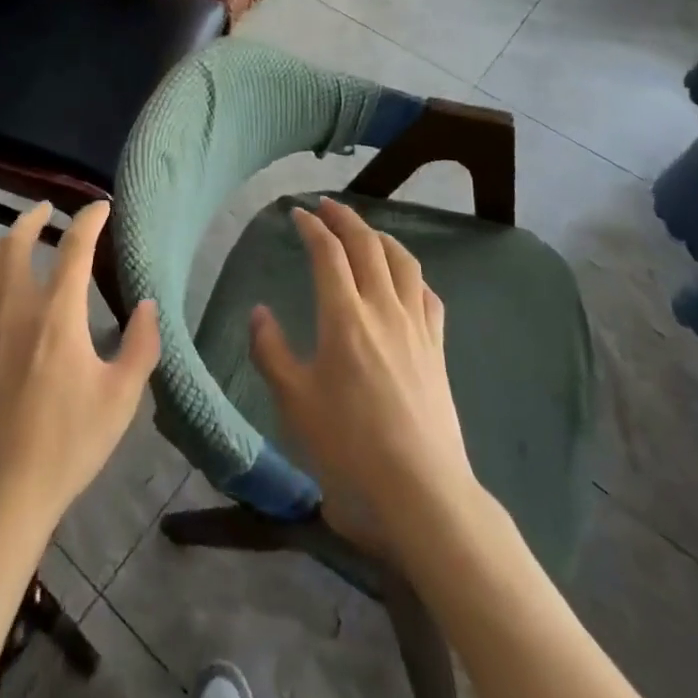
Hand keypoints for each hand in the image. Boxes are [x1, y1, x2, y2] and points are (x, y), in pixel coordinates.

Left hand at [0, 201, 159, 540]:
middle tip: (47, 210)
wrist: (1, 493)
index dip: (89, 219)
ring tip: (19, 243)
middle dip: (33, 217)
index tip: (100, 207)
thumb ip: (141, 345)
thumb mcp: (121, 399)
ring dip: (6, 244)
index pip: (75, 247)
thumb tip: (147, 303)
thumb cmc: (68, 444)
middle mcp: (15, 307)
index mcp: (57, 315)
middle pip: (17, 242)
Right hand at [249, 198, 477, 551]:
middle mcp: (383, 308)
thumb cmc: (349, 446)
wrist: (422, 491)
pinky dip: (411, 273)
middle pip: (367, 245)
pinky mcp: (438, 348)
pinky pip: (427, 294)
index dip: (312, 226)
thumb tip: (260, 311)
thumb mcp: (294, 401)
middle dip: (345, 218)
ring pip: (403, 261)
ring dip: (380, 236)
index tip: (297, 213)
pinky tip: (405, 279)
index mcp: (344, 316)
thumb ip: (271, 351)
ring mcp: (416, 326)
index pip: (327, 252)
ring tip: (365, 231)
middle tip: (327, 206)